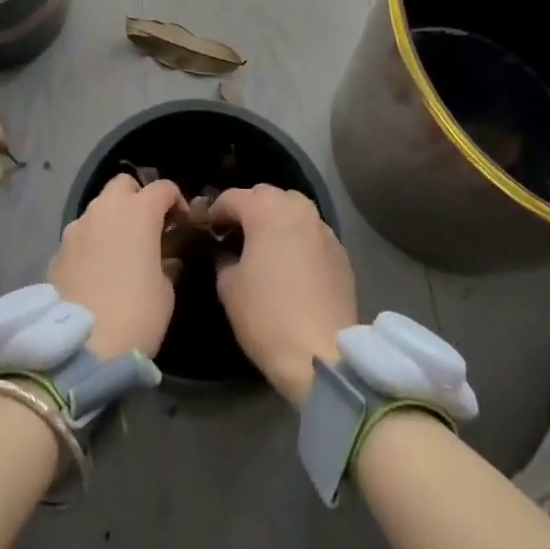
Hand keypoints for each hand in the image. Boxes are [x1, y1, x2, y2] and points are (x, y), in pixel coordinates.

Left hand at [49, 174, 186, 360]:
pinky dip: (92, 241)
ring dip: (112, 219)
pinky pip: (81, 234)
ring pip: (98, 207)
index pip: (163, 188)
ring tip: (121, 249)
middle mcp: (105, 209)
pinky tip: (98, 269)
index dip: (177, 201)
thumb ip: (167, 263)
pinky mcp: (58, 249)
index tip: (183, 224)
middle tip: (148, 227)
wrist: (80, 348)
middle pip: (123, 184)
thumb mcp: (166, 291)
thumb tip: (164, 258)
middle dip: (138, 197)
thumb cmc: (136, 314)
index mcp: (139, 211)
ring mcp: (77, 227)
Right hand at [210, 185, 357, 407]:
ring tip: (267, 243)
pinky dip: (299, 237)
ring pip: (295, 208)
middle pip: (267, 194)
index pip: (233, 197)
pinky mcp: (341, 252)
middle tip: (237, 232)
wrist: (321, 354)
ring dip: (278, 218)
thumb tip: (228, 253)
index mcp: (266, 211)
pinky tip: (293, 262)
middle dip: (249, 207)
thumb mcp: (228, 287)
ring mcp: (323, 230)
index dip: (216, 210)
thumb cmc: (266, 316)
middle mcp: (297, 210)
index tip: (208, 228)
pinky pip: (313, 232)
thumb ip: (224, 259)